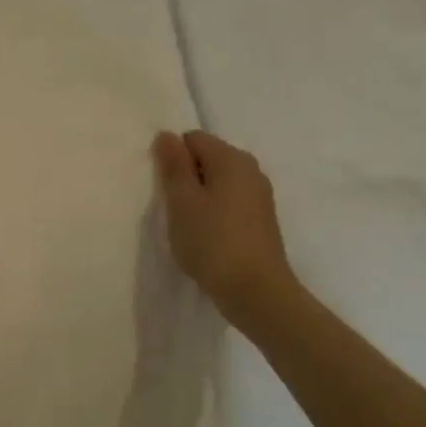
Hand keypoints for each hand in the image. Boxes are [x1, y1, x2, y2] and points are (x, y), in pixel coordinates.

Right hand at [152, 129, 296, 329]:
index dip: (172, 158)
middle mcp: (250, 170)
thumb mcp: (182, 201)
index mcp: (232, 159)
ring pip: (218, 182)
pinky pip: (230, 202)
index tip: (164, 188)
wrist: (256, 290)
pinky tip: (205, 236)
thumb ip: (173, 166)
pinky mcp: (261, 220)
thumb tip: (167, 135)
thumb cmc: (212, 241)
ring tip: (187, 225)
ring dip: (198, 197)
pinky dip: (214, 212)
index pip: (193, 139)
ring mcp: (260, 196)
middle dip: (186, 177)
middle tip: (172, 207)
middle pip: (208, 158)